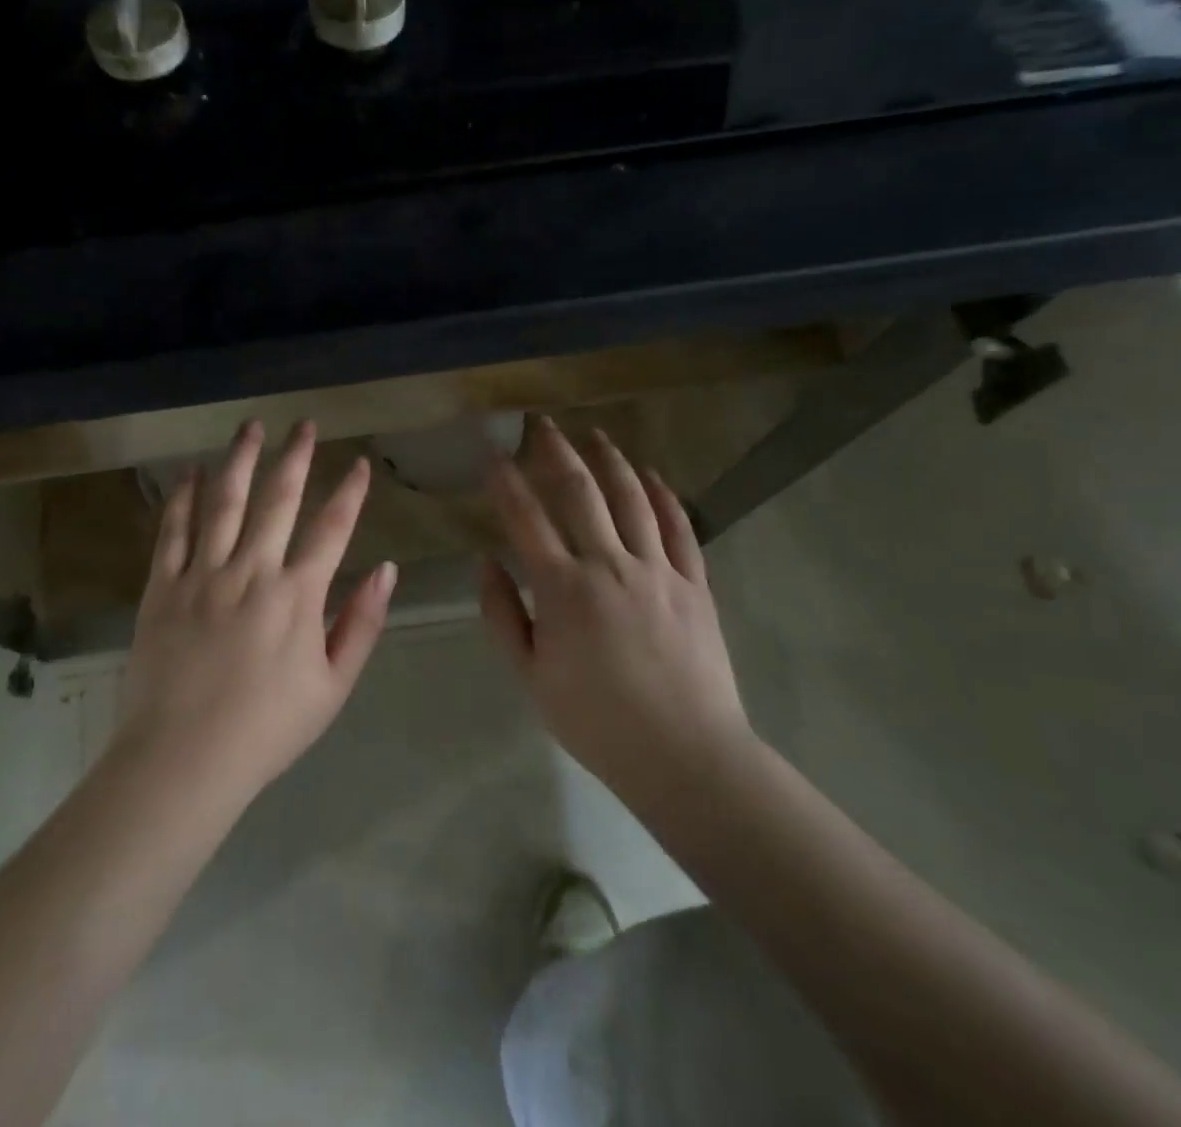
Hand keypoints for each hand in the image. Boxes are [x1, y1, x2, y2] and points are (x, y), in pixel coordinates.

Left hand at [115, 420, 396, 806]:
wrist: (184, 760)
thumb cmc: (267, 730)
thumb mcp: (332, 687)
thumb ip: (361, 624)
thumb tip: (387, 571)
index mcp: (297, 596)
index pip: (332, 530)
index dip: (350, 494)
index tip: (360, 464)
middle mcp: (251, 571)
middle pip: (278, 500)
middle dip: (295, 457)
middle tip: (304, 424)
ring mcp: (202, 575)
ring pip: (224, 502)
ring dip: (240, 460)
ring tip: (250, 427)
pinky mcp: (162, 587)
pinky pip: (173, 532)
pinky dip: (183, 498)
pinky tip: (191, 472)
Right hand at [479, 418, 754, 807]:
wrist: (685, 756)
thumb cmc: (597, 721)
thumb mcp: (530, 677)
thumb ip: (502, 615)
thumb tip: (486, 563)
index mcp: (563, 588)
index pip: (525, 518)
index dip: (505, 481)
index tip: (492, 453)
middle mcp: (609, 565)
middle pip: (580, 492)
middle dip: (556, 451)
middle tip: (542, 424)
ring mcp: (657, 570)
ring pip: (632, 499)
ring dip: (610, 461)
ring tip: (595, 435)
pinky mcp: (694, 584)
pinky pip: (679, 528)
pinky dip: (664, 496)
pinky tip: (651, 476)